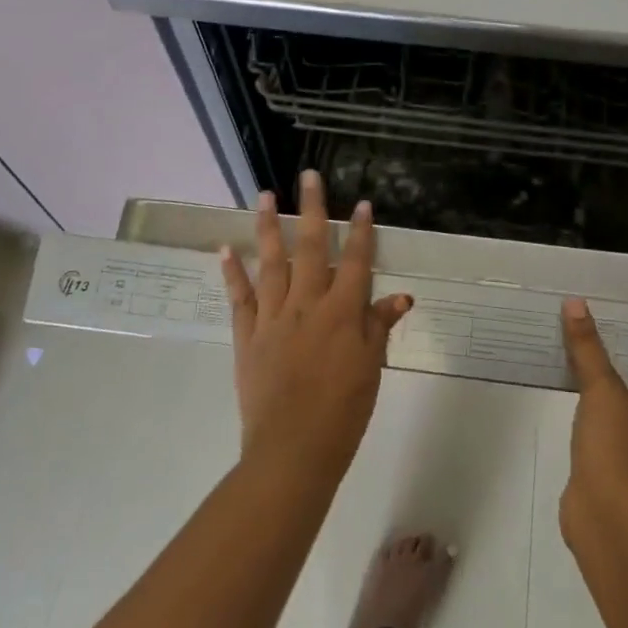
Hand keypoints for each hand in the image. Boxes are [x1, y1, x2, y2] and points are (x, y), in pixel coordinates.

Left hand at [220, 172, 410, 475]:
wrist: (292, 452)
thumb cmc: (343, 412)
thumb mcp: (371, 368)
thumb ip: (380, 327)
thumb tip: (401, 296)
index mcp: (342, 312)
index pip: (355, 261)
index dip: (361, 231)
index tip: (363, 203)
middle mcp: (307, 304)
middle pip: (310, 247)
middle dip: (311, 208)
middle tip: (308, 175)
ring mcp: (273, 317)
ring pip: (271, 262)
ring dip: (268, 226)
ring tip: (265, 195)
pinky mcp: (248, 336)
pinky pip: (240, 297)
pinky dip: (232, 272)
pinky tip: (226, 248)